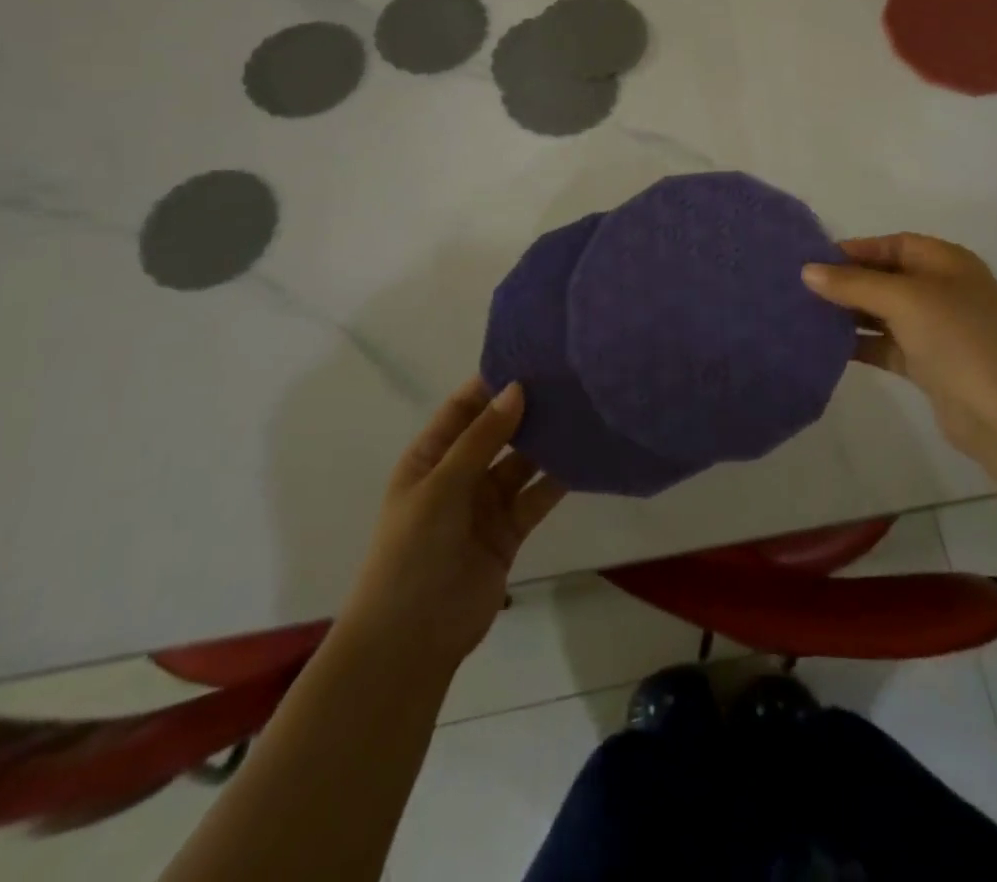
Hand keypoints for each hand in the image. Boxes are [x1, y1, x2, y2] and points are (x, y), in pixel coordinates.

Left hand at [346, 379, 567, 674]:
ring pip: (522, 461)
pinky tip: (585, 457)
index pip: (463, 408)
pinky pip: (537, 496)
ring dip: (546, 441)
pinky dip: (558, 479)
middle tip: (568, 379)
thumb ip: (482, 439)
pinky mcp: (510, 530)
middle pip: (498, 431)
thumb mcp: (442, 487)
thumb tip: (517, 388)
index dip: (492, 383)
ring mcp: (485, 504)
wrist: (411, 640)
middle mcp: (459, 474)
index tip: (531, 356)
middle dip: (526, 408)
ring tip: (583, 410)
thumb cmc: (412, 552)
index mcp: (430, 457)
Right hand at [803, 233, 996, 474]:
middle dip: (847, 282)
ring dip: (849, 314)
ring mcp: (937, 329)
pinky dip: (860, 344)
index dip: (854, 250)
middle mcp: (943, 290)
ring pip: (883, 313)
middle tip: (800, 289)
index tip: (812, 261)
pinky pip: (886, 345)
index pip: (893, 244)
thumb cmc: (961, 341)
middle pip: (886, 278)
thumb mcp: (906, 301)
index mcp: (947, 263)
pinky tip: (827, 347)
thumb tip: (807, 271)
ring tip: (805, 316)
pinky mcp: (929, 364)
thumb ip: (854, 285)